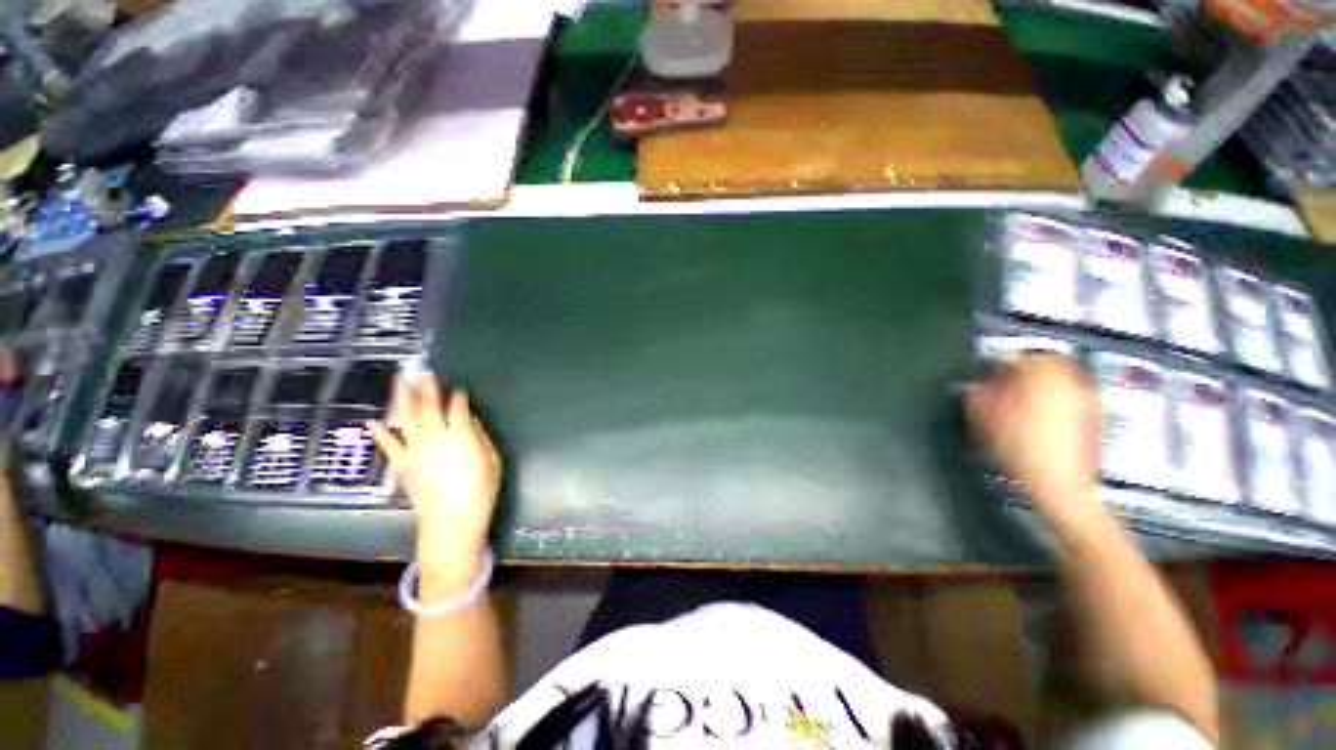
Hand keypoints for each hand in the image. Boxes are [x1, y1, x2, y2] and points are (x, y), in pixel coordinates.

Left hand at [369, 374, 500, 593]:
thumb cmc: (480, 491)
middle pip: (429, 407)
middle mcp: (435, 438)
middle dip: (427, 388)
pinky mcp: (403, 465)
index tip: (458, 387)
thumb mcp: (492, 461)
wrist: (452, 522)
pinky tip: (373, 421)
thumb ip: (480, 437)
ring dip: (402, 399)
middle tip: (422, 371)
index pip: (458, 408)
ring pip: (407, 419)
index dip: (458, 396)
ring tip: (399, 381)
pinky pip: (389, 446)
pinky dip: (381, 433)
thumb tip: (469, 421)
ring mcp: (415, 451)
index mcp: (460, 435)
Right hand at [964, 354, 1100, 513]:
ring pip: (1059, 381)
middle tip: (1004, 391)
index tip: (986, 382)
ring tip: (1021, 407)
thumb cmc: (1020, 449)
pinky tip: (1040, 423)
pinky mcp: (1095, 417)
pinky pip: (1070, 398)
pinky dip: (1055, 403)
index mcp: (1043, 373)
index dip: (998, 368)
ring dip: (1040, 388)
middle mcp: (1070, 379)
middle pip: (1044, 365)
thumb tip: (970, 387)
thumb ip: (975, 397)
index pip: (1017, 357)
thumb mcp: (985, 420)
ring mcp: (1087, 398)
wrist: (1061, 486)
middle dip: (1023, 375)